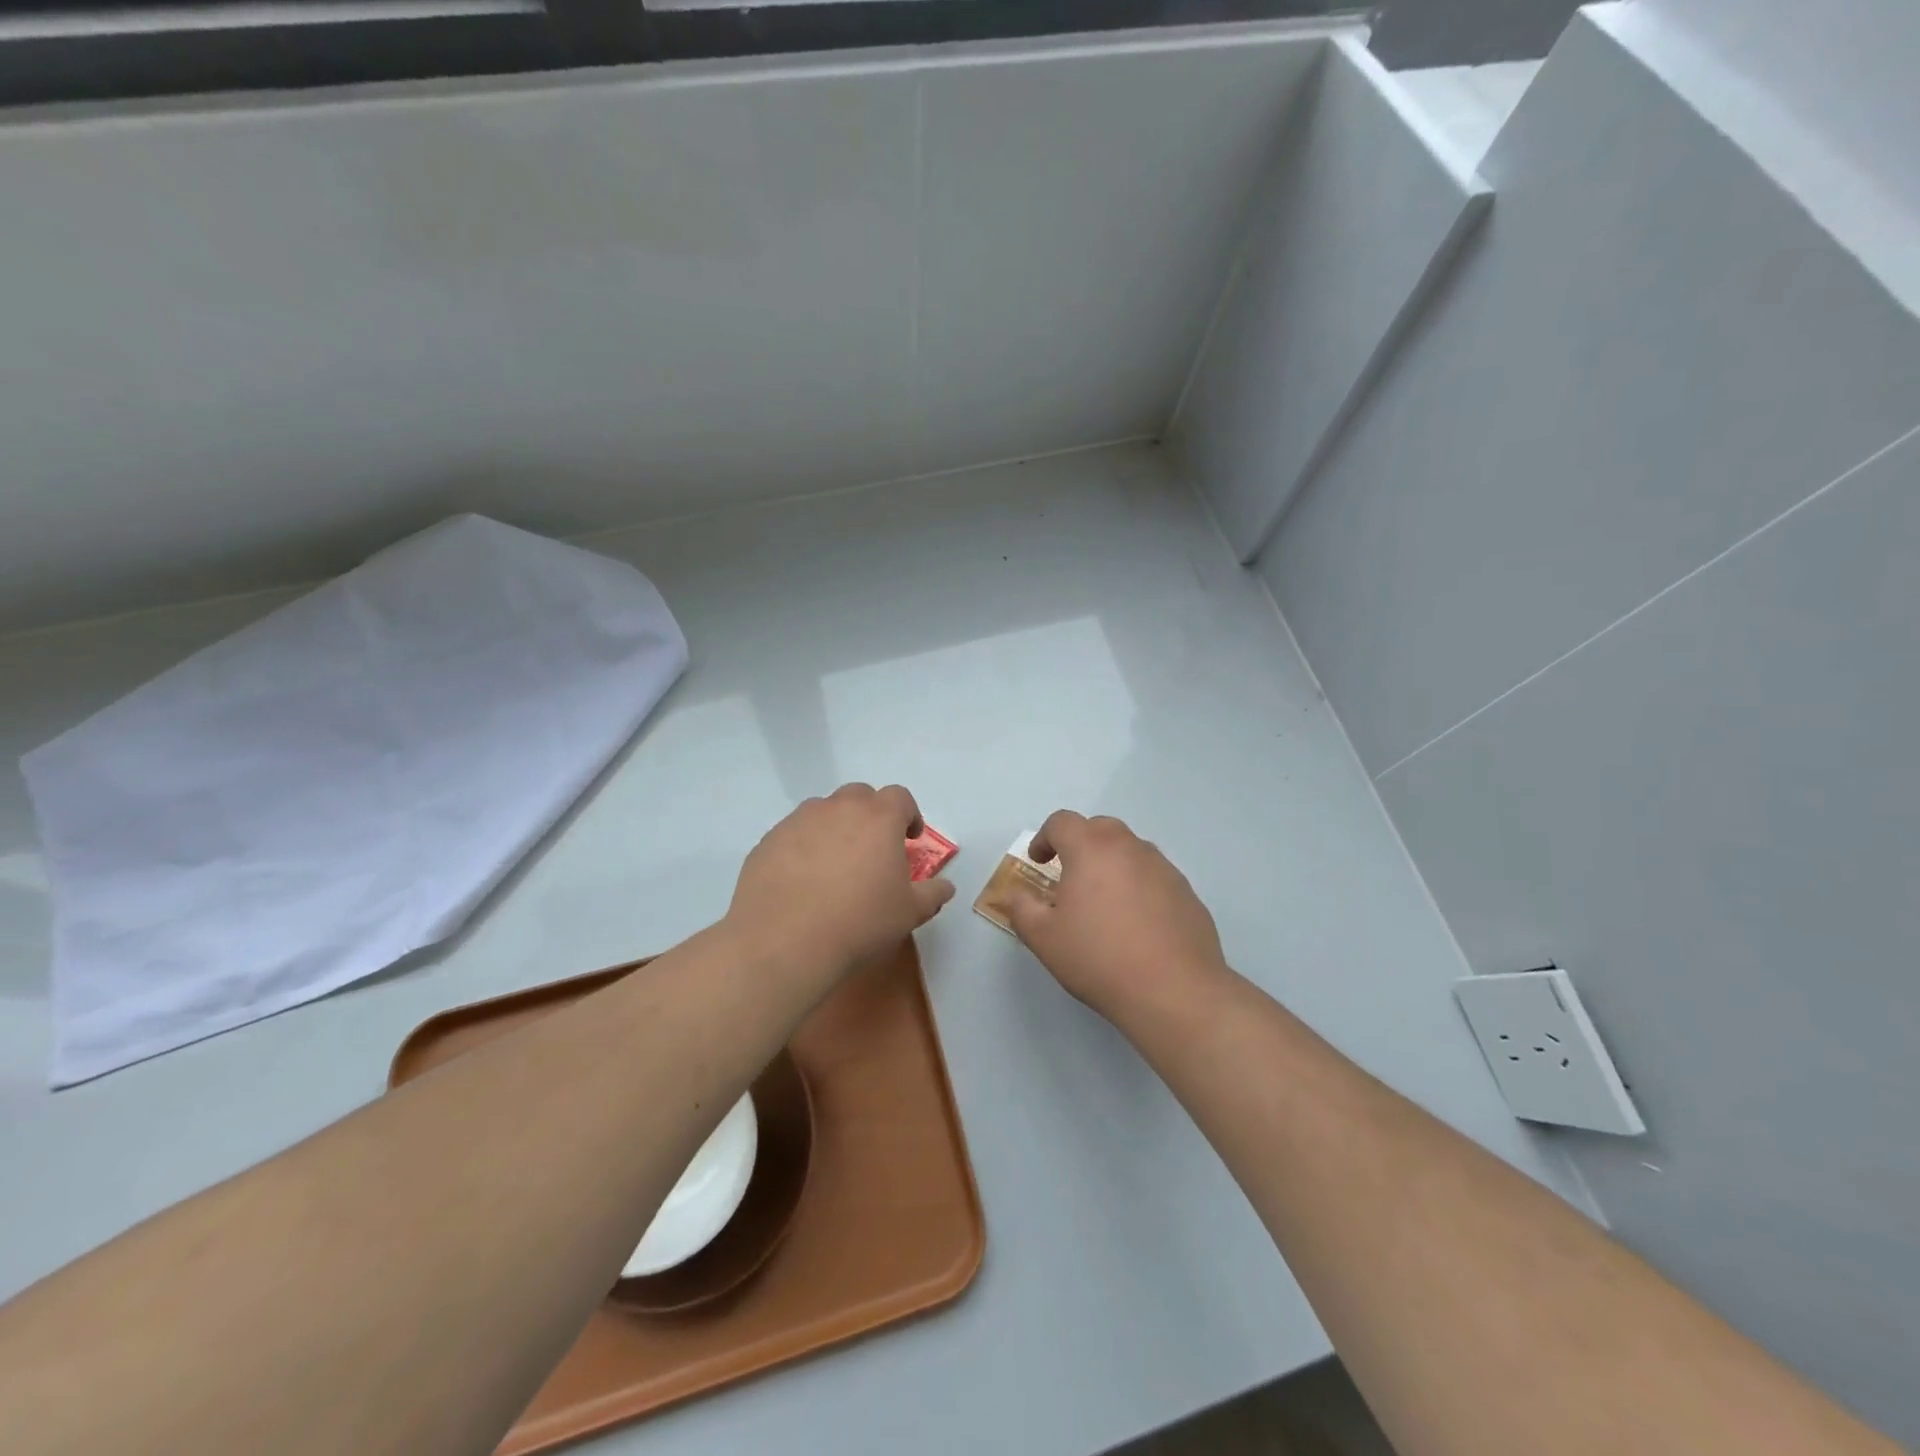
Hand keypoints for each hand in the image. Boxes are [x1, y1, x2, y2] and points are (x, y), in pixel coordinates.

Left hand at [727, 783, 955, 986]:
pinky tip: (802, 881)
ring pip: (823, 811)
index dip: (908, 814)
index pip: (899, 797)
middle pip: (859, 796)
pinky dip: (803, 847)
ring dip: (835, 827)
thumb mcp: (908, 913)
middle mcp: (837, 808)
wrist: (784, 942)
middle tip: (873, 848)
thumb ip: (932, 894)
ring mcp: (798, 821)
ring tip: (835, 865)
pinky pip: (793, 834)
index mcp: (878, 818)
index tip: (910, 839)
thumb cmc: (859, 922)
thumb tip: (946, 887)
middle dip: (870, 814)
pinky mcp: (768, 841)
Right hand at [1007, 810, 1228, 1022]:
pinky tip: (1136, 923)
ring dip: (1111, 863)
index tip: (1038, 862)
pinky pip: (1154, 875)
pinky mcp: (1186, 891)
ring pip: (1130, 850)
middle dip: (1079, 844)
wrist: (1174, 991)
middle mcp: (1129, 847)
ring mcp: (1163, 867)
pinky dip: (1138, 885)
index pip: (1062, 822)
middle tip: (1069, 877)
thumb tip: (1014, 894)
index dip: (1044, 837)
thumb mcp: (1043, 938)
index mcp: (1091, 849)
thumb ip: (1021, 908)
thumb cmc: (1099, 959)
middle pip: (1099, 827)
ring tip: (1103, 901)